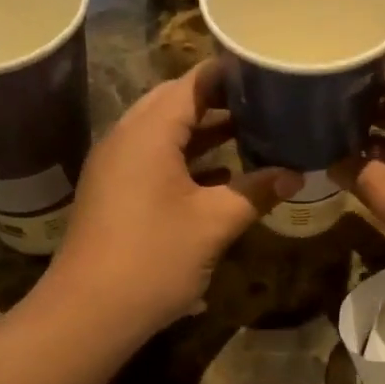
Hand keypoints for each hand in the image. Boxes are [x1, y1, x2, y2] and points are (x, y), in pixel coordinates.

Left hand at [45, 61, 298, 339]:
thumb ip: (256, 192)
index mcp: (149, 132)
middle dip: (219, 100)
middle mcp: (127, 137)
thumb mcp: (214, 223)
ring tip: (252, 130)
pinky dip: (186, 157)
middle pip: (176, 102)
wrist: (88, 313)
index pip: (193, 83)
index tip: (268, 70)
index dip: (230, 73)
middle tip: (265, 100)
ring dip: (204, 130)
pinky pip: (154, 157)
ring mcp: (116, 165)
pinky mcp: (114, 191)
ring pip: (164, 132)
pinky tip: (221, 174)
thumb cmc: (154, 258)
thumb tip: (296, 175)